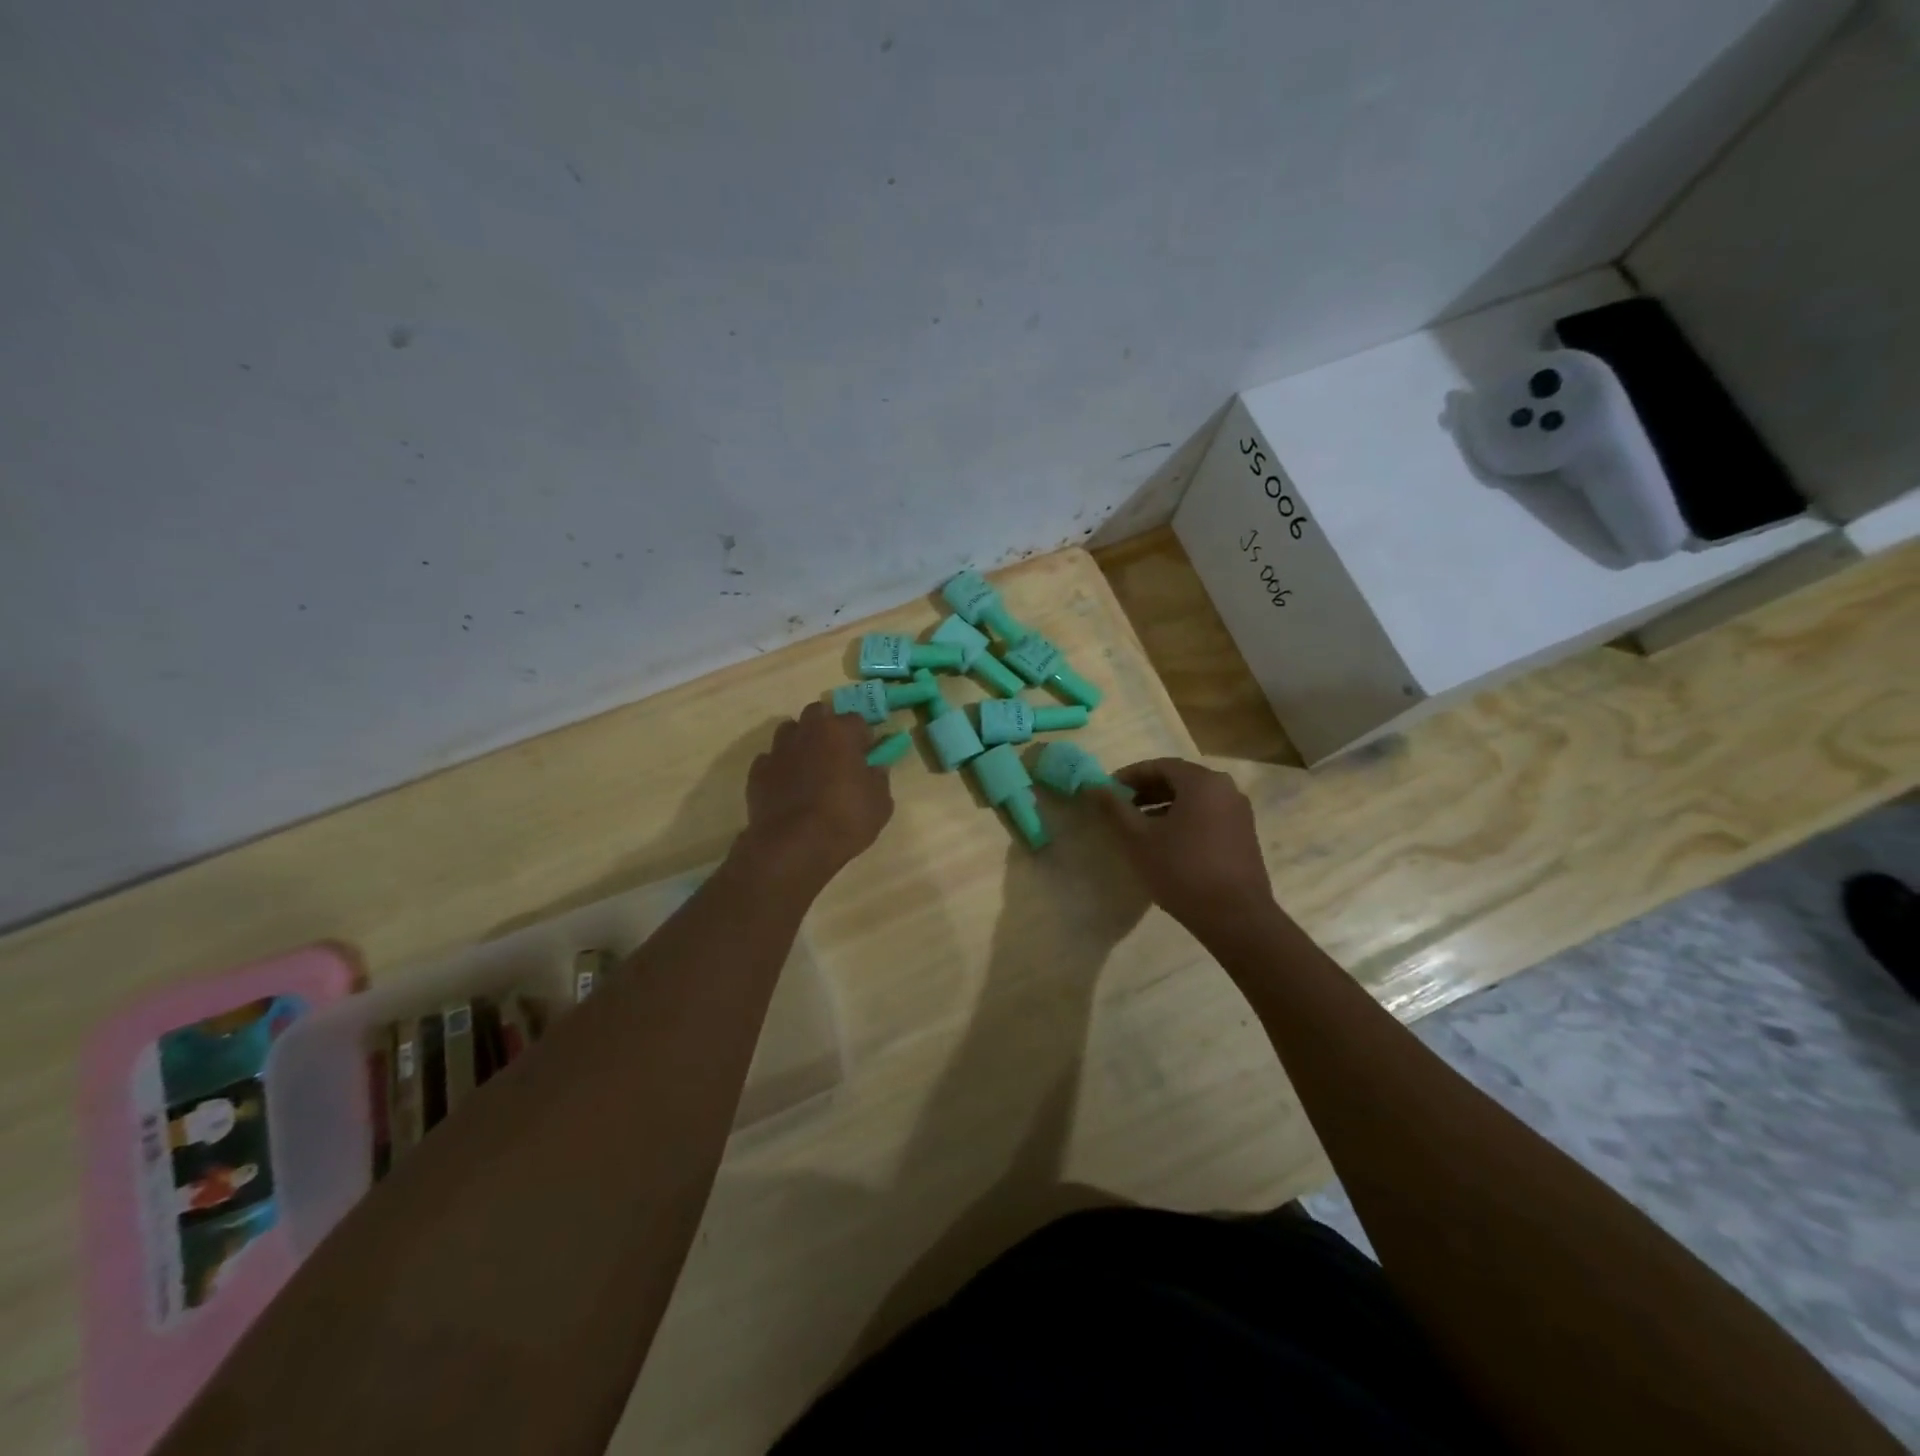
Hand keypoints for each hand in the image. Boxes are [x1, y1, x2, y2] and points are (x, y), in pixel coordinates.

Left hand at [739, 702, 893, 885]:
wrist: (794, 846)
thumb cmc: (846, 819)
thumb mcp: (880, 803)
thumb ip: (879, 778)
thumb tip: (874, 768)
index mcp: (840, 731)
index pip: (857, 719)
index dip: (863, 737)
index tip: (867, 755)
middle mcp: (807, 731)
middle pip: (818, 714)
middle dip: (828, 727)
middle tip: (837, 754)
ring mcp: (778, 750)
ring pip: (790, 732)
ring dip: (801, 742)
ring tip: (810, 768)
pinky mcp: (757, 772)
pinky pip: (771, 760)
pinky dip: (780, 768)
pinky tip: (787, 788)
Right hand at [1091, 758, 1272, 929]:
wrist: (1235, 918)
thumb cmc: (1182, 871)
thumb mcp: (1138, 839)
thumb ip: (1115, 808)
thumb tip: (1093, 786)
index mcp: (1202, 782)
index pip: (1160, 766)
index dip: (1129, 776)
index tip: (1107, 791)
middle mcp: (1226, 789)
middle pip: (1179, 780)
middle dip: (1146, 791)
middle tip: (1120, 808)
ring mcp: (1239, 813)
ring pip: (1194, 800)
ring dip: (1163, 807)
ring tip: (1138, 827)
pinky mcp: (1244, 836)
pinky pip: (1207, 816)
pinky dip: (1183, 820)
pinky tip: (1165, 843)